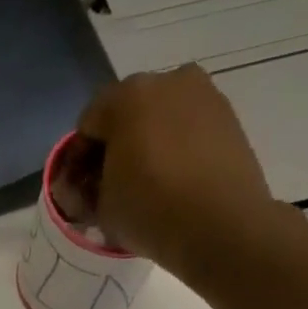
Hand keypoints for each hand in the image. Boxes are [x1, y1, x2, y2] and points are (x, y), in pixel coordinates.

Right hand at [77, 67, 293, 275]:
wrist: (222, 227)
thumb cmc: (151, 212)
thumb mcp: (101, 209)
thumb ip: (87, 190)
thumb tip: (88, 187)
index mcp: (126, 97)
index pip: (87, 124)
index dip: (79, 159)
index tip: (83, 189)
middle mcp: (166, 81)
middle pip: (126, 112)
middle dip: (116, 145)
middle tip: (113, 184)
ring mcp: (202, 94)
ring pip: (160, 117)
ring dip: (148, 142)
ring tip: (147, 183)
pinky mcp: (228, 115)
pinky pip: (188, 126)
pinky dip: (177, 146)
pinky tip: (175, 179)